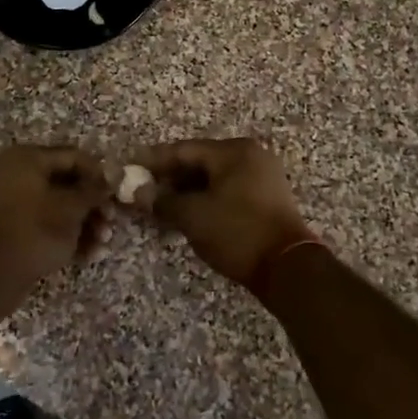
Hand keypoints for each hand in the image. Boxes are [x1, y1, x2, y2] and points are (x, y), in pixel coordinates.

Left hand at [0, 145, 113, 293]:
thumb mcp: (71, 208)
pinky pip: (44, 223)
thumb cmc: (36, 230)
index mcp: (27, 158)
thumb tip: (111, 178)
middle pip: (66, 183)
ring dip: (84, 223)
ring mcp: (11, 201)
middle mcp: (16, 173)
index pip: (72, 157)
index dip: (98, 174)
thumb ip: (93, 190)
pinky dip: (66, 235)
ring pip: (57, 206)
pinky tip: (88, 254)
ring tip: (102, 243)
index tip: (117, 193)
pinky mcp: (12, 227)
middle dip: (92, 205)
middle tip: (111, 221)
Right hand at [132, 139, 316, 289]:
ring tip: (160, 207)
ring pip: (213, 179)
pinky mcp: (266, 199)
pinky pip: (227, 191)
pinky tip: (186, 215)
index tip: (130, 170)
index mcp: (233, 151)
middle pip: (199, 162)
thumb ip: (162, 200)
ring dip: (186, 192)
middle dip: (169, 178)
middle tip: (142, 192)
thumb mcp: (193, 216)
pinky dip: (205, 200)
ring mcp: (262, 177)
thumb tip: (138, 193)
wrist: (287, 268)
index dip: (153, 161)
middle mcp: (250, 156)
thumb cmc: (237, 232)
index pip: (184, 150)